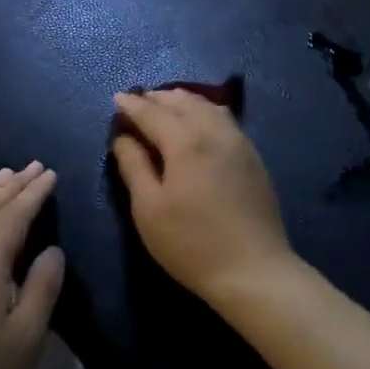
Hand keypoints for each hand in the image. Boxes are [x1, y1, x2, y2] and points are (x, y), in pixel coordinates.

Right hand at [110, 90, 294, 304]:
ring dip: (182, 101)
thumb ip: (133, 166)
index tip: (116, 99)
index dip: (131, 105)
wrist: (254, 271)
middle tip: (137, 102)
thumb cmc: (191, 243)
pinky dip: (203, 111)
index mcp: (186, 141)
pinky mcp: (253, 157)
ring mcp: (239, 142)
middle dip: (157, 98)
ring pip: (207, 105)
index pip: (152, 112)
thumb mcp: (148, 208)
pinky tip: (197, 124)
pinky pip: (224, 119)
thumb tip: (123, 137)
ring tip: (165, 108)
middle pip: (183, 101)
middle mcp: (215, 131)